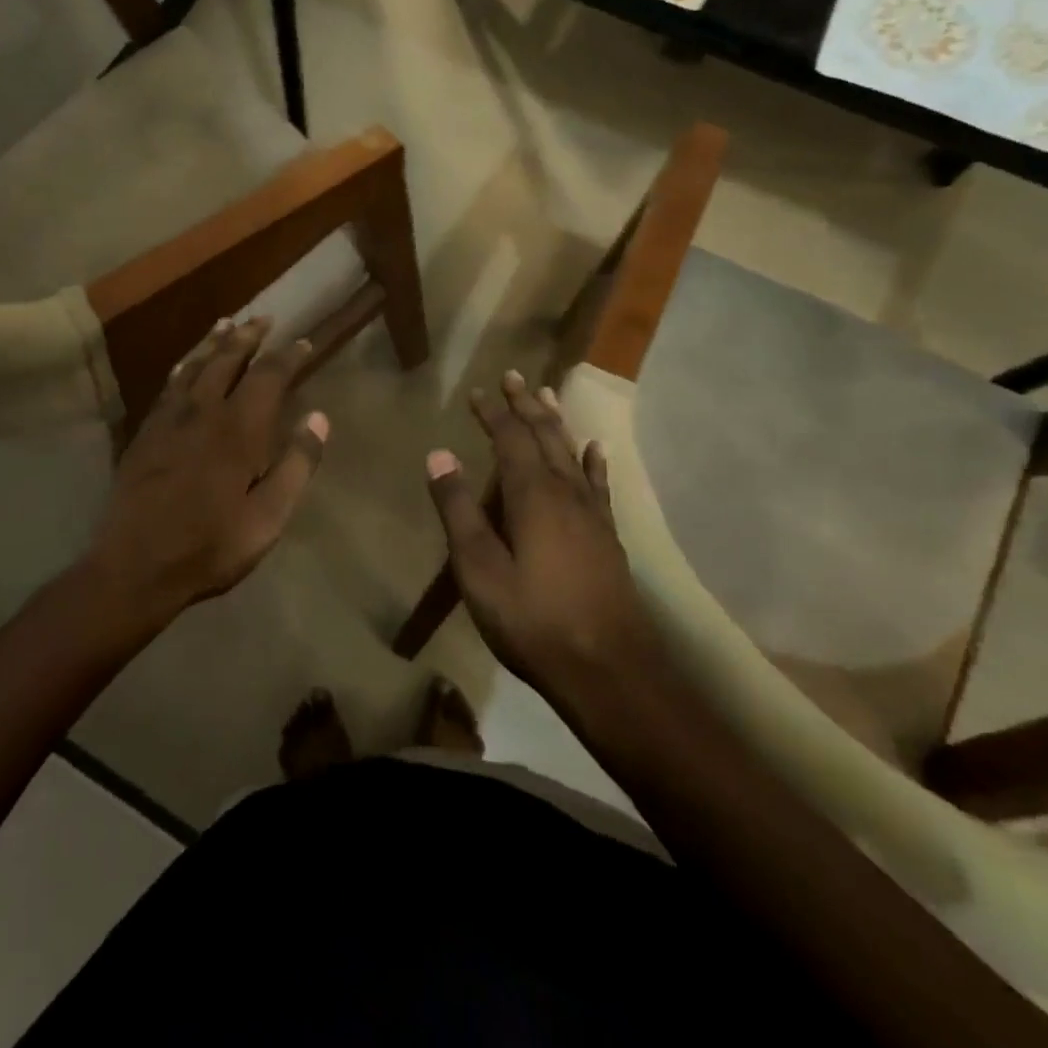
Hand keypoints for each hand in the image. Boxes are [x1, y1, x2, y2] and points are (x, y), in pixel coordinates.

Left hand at [86, 316, 328, 625]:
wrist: (135, 566)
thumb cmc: (210, 545)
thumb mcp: (268, 517)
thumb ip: (297, 465)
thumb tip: (319, 418)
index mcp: (238, 429)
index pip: (268, 376)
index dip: (288, 356)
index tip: (302, 342)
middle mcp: (202, 412)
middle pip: (227, 359)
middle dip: (248, 337)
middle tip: (263, 318)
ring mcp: (168, 420)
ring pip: (193, 366)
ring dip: (213, 342)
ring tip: (226, 324)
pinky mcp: (145, 434)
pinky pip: (167, 386)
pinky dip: (182, 367)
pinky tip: (183, 366)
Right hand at [425, 371, 651, 685]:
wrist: (608, 669)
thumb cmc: (533, 621)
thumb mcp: (479, 569)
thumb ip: (458, 511)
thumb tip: (438, 455)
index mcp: (532, 496)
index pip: (510, 439)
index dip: (494, 413)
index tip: (478, 391)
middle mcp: (566, 493)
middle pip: (545, 436)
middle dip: (526, 406)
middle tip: (514, 377)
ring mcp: (592, 514)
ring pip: (572, 453)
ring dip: (556, 423)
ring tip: (547, 395)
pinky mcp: (607, 536)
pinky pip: (599, 485)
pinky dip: (594, 462)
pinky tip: (595, 450)